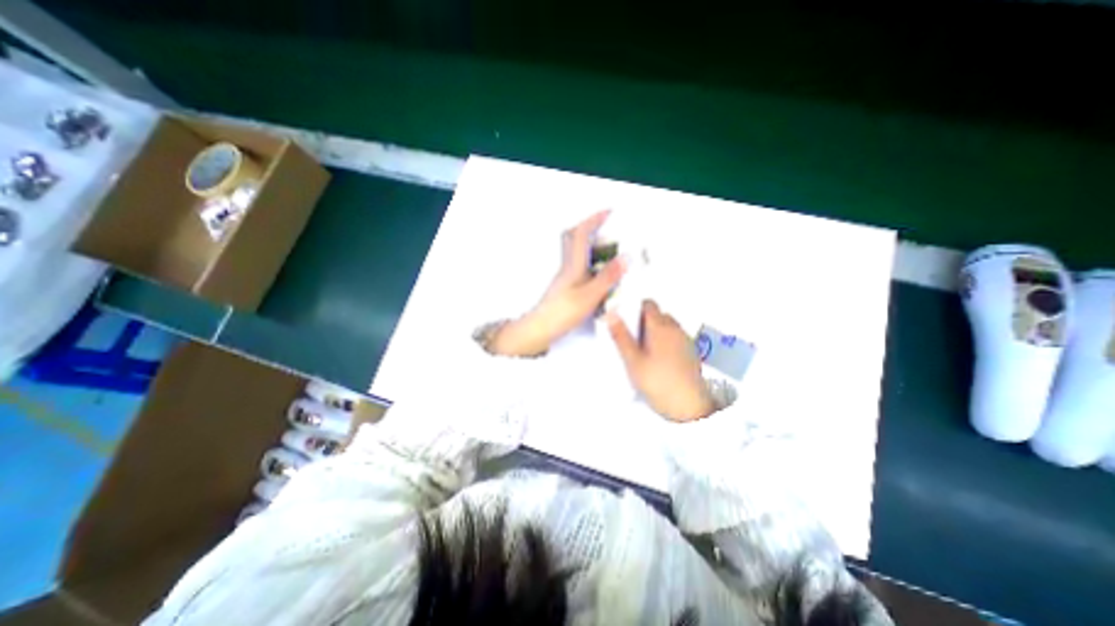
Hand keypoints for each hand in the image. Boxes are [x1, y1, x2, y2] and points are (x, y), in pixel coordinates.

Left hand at [488, 211, 626, 355]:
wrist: (541, 329)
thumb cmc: (562, 312)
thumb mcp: (590, 295)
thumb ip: (608, 277)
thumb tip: (625, 257)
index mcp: (573, 265)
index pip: (580, 233)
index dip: (593, 219)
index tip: (609, 213)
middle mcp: (567, 267)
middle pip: (573, 239)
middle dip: (589, 228)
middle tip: (606, 228)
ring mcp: (565, 277)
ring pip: (576, 253)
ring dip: (590, 245)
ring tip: (609, 250)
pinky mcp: (566, 287)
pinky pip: (579, 266)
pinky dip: (590, 262)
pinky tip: (600, 274)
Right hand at [609, 300, 712, 422]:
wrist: (689, 406)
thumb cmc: (657, 381)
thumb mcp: (632, 360)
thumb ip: (621, 336)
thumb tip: (611, 313)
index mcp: (660, 326)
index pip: (649, 304)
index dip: (636, 308)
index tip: (626, 321)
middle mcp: (675, 328)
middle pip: (659, 314)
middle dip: (646, 321)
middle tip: (633, 339)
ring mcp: (686, 340)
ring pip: (668, 326)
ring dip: (657, 331)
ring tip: (645, 351)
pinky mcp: (692, 353)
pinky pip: (676, 338)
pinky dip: (667, 342)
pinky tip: (660, 360)